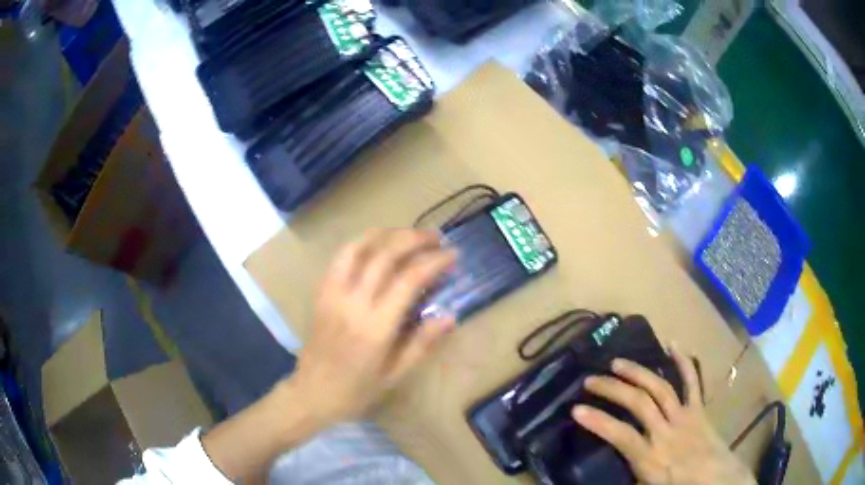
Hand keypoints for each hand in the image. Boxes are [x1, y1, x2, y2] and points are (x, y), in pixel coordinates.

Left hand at [288, 228, 457, 426]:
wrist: (313, 392)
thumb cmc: (357, 390)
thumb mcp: (395, 375)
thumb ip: (422, 343)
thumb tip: (451, 316)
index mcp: (375, 327)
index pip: (408, 280)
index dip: (433, 262)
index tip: (452, 255)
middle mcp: (353, 303)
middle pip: (384, 255)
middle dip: (414, 239)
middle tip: (436, 237)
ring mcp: (333, 294)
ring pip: (359, 248)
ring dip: (387, 234)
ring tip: (408, 233)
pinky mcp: (321, 292)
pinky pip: (340, 258)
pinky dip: (361, 242)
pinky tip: (376, 243)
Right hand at [572, 344, 755, 484]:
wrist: (717, 480)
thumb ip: (627, 476)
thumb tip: (604, 473)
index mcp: (651, 457)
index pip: (620, 435)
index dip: (597, 421)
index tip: (576, 409)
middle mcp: (666, 432)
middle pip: (639, 403)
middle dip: (612, 389)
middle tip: (591, 380)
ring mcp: (684, 416)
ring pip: (660, 388)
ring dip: (638, 372)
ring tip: (618, 363)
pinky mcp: (698, 409)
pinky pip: (692, 382)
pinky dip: (683, 362)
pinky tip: (672, 344)